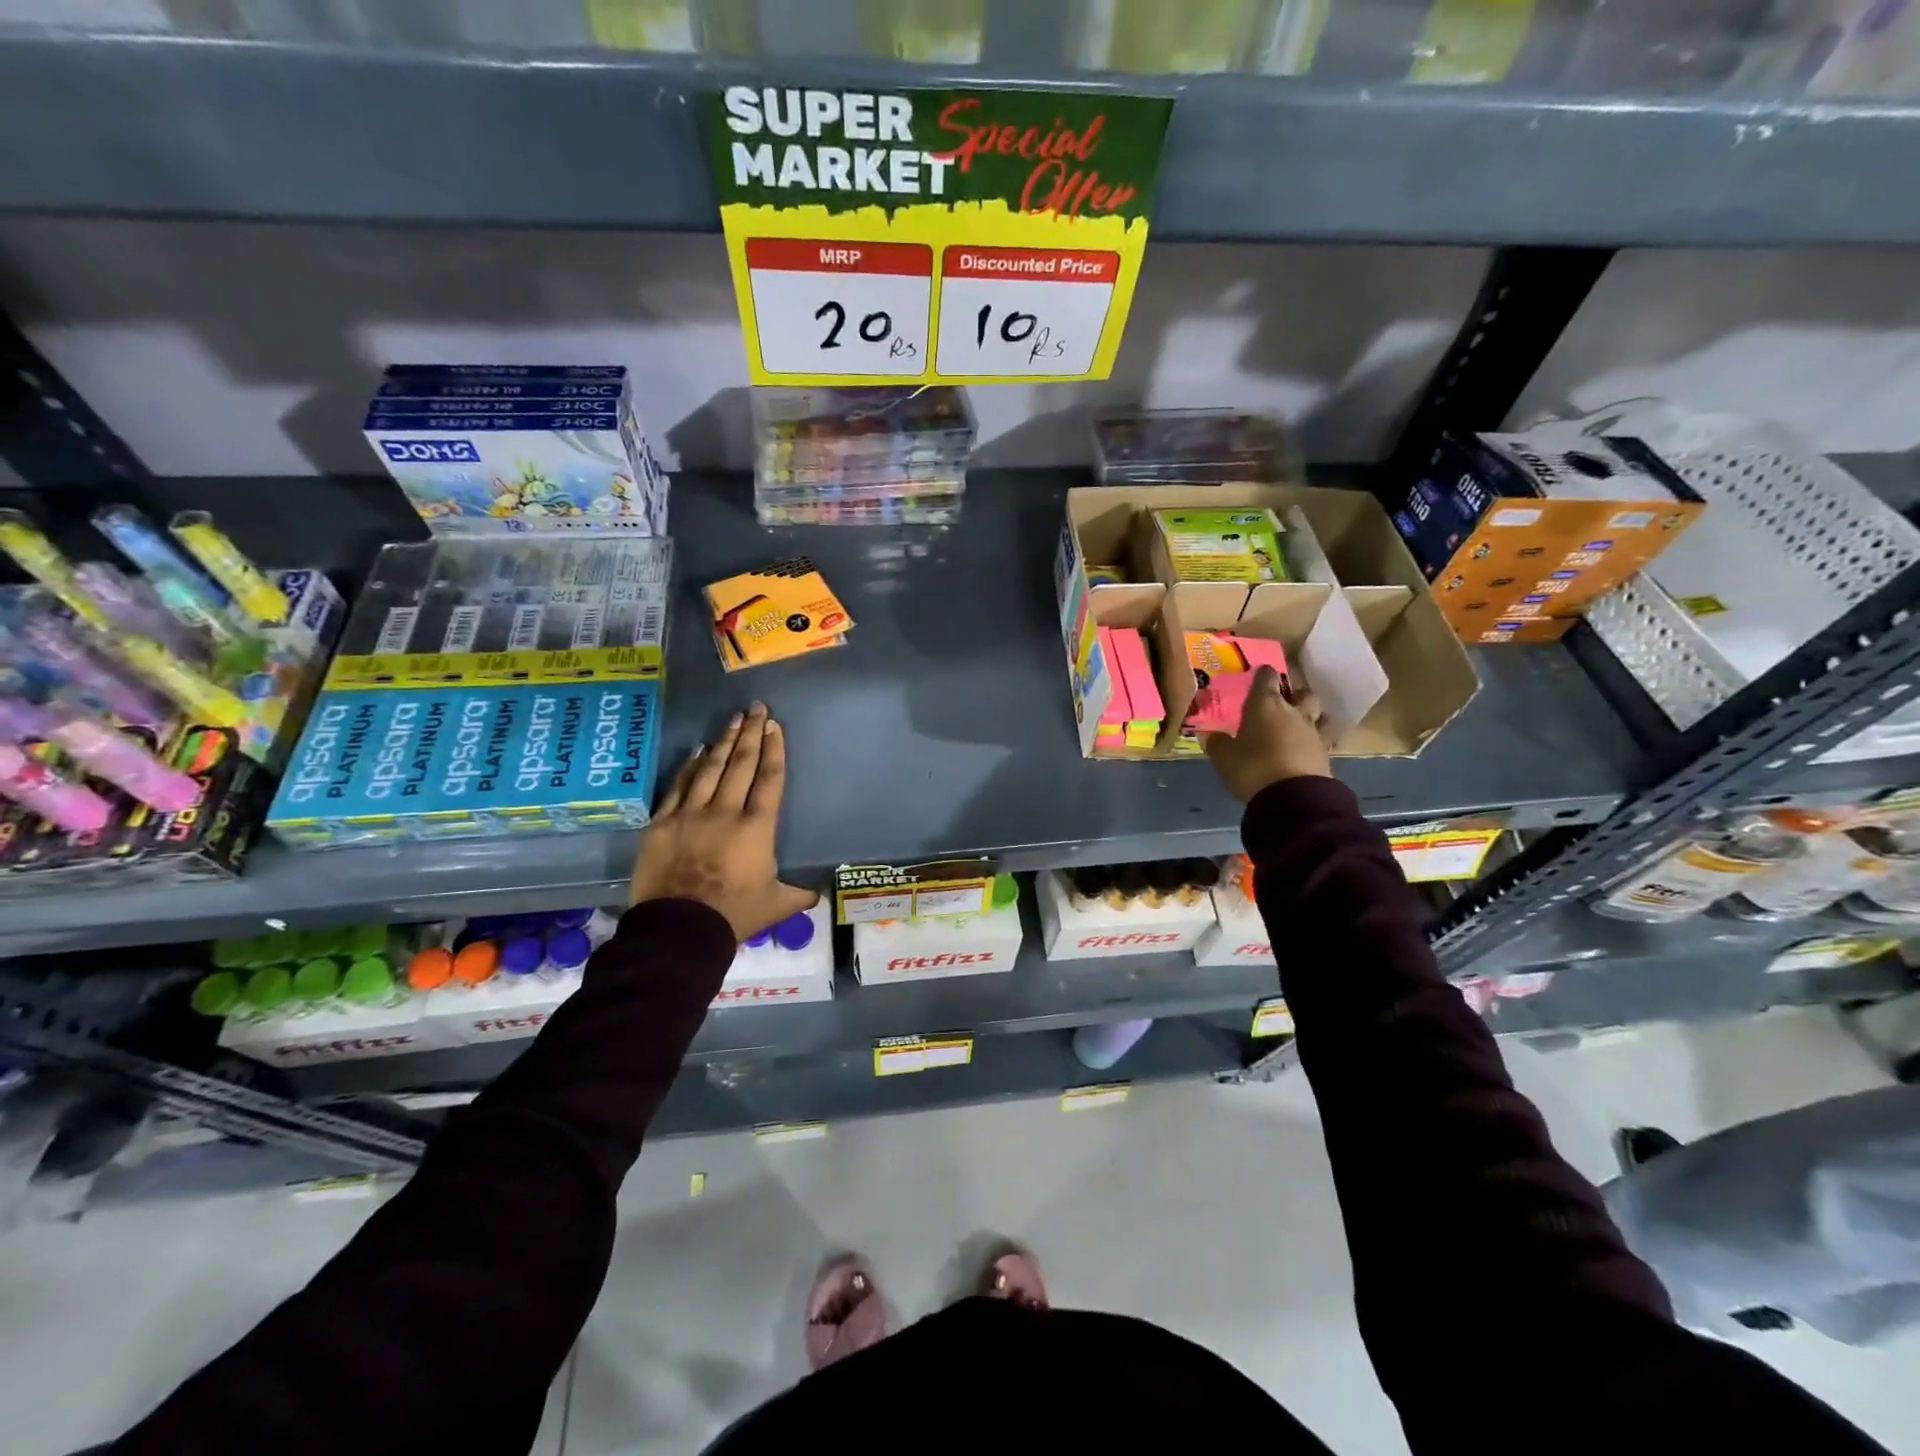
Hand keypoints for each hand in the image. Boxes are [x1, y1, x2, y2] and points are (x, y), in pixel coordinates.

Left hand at [629, 702, 816, 942]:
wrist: (679, 930)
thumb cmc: (734, 915)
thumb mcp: (776, 905)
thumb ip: (798, 894)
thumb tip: (818, 893)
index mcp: (757, 828)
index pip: (769, 779)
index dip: (774, 750)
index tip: (775, 726)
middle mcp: (725, 812)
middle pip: (741, 765)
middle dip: (751, 734)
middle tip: (756, 708)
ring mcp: (690, 814)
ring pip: (710, 769)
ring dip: (724, 743)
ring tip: (733, 721)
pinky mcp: (662, 824)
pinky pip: (678, 787)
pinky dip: (689, 767)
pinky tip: (697, 751)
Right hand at [1203, 667, 1332, 802]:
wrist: (1292, 798)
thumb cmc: (1252, 768)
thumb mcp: (1224, 757)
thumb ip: (1218, 743)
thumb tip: (1212, 735)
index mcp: (1265, 705)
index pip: (1267, 678)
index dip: (1263, 674)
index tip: (1259, 674)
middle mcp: (1293, 712)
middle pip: (1302, 692)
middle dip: (1294, 693)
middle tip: (1284, 699)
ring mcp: (1313, 732)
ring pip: (1319, 714)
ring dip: (1311, 715)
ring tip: (1300, 723)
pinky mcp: (1326, 753)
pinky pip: (1323, 739)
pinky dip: (1315, 740)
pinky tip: (1307, 747)